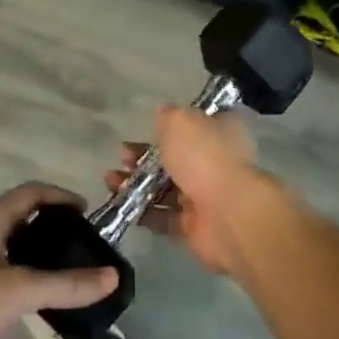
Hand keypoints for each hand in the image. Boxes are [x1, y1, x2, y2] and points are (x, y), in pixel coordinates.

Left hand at [0, 183, 118, 338]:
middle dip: (46, 223)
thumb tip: (112, 276)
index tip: (85, 212)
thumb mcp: (19, 291)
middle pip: (17, 213)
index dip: (61, 196)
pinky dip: (9, 267)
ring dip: (27, 247)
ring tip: (51, 270)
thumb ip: (66, 284)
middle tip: (73, 244)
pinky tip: (15, 295)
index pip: (33, 191)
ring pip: (0, 238)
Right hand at [104, 104, 259, 273]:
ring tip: (110, 180)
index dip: (172, 124)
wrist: (228, 214)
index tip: (148, 126)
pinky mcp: (192, 226)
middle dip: (144, 156)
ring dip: (137, 183)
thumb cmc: (204, 156)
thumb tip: (163, 112)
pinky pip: (162, 216)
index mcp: (220, 131)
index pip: (197, 122)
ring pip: (165, 187)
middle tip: (122, 156)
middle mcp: (214, 161)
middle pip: (175, 157)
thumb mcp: (180, 121)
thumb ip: (168, 116)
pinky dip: (141, 210)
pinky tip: (119, 203)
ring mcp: (204, 196)